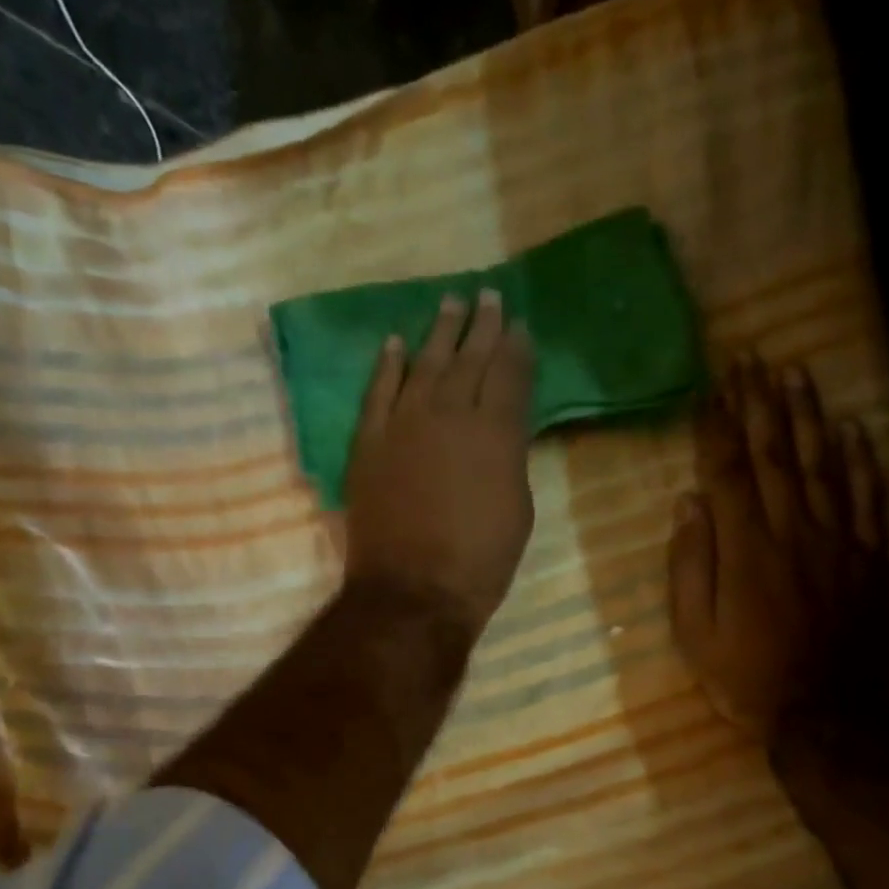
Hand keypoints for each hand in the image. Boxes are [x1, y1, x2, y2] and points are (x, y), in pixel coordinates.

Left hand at [344, 289, 536, 632]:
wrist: (414, 591)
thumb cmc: (480, 561)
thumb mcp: (518, 510)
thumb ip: (510, 460)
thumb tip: (503, 434)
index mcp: (497, 432)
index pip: (510, 374)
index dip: (517, 347)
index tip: (519, 325)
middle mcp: (451, 414)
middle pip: (469, 358)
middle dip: (482, 326)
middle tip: (487, 296)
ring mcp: (404, 425)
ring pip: (424, 364)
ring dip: (438, 332)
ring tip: (449, 303)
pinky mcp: (369, 443)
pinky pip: (378, 392)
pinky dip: (387, 366)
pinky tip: (395, 343)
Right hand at [668, 357, 888, 742]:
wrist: (825, 713)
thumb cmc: (746, 677)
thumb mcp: (694, 632)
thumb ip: (690, 565)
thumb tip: (688, 503)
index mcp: (745, 548)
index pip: (726, 471)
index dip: (715, 426)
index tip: (707, 387)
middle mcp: (792, 530)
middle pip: (774, 454)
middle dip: (759, 402)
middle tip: (750, 358)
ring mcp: (838, 540)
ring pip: (823, 463)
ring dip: (807, 414)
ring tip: (795, 371)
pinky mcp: (870, 557)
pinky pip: (870, 497)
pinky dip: (863, 459)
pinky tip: (854, 427)